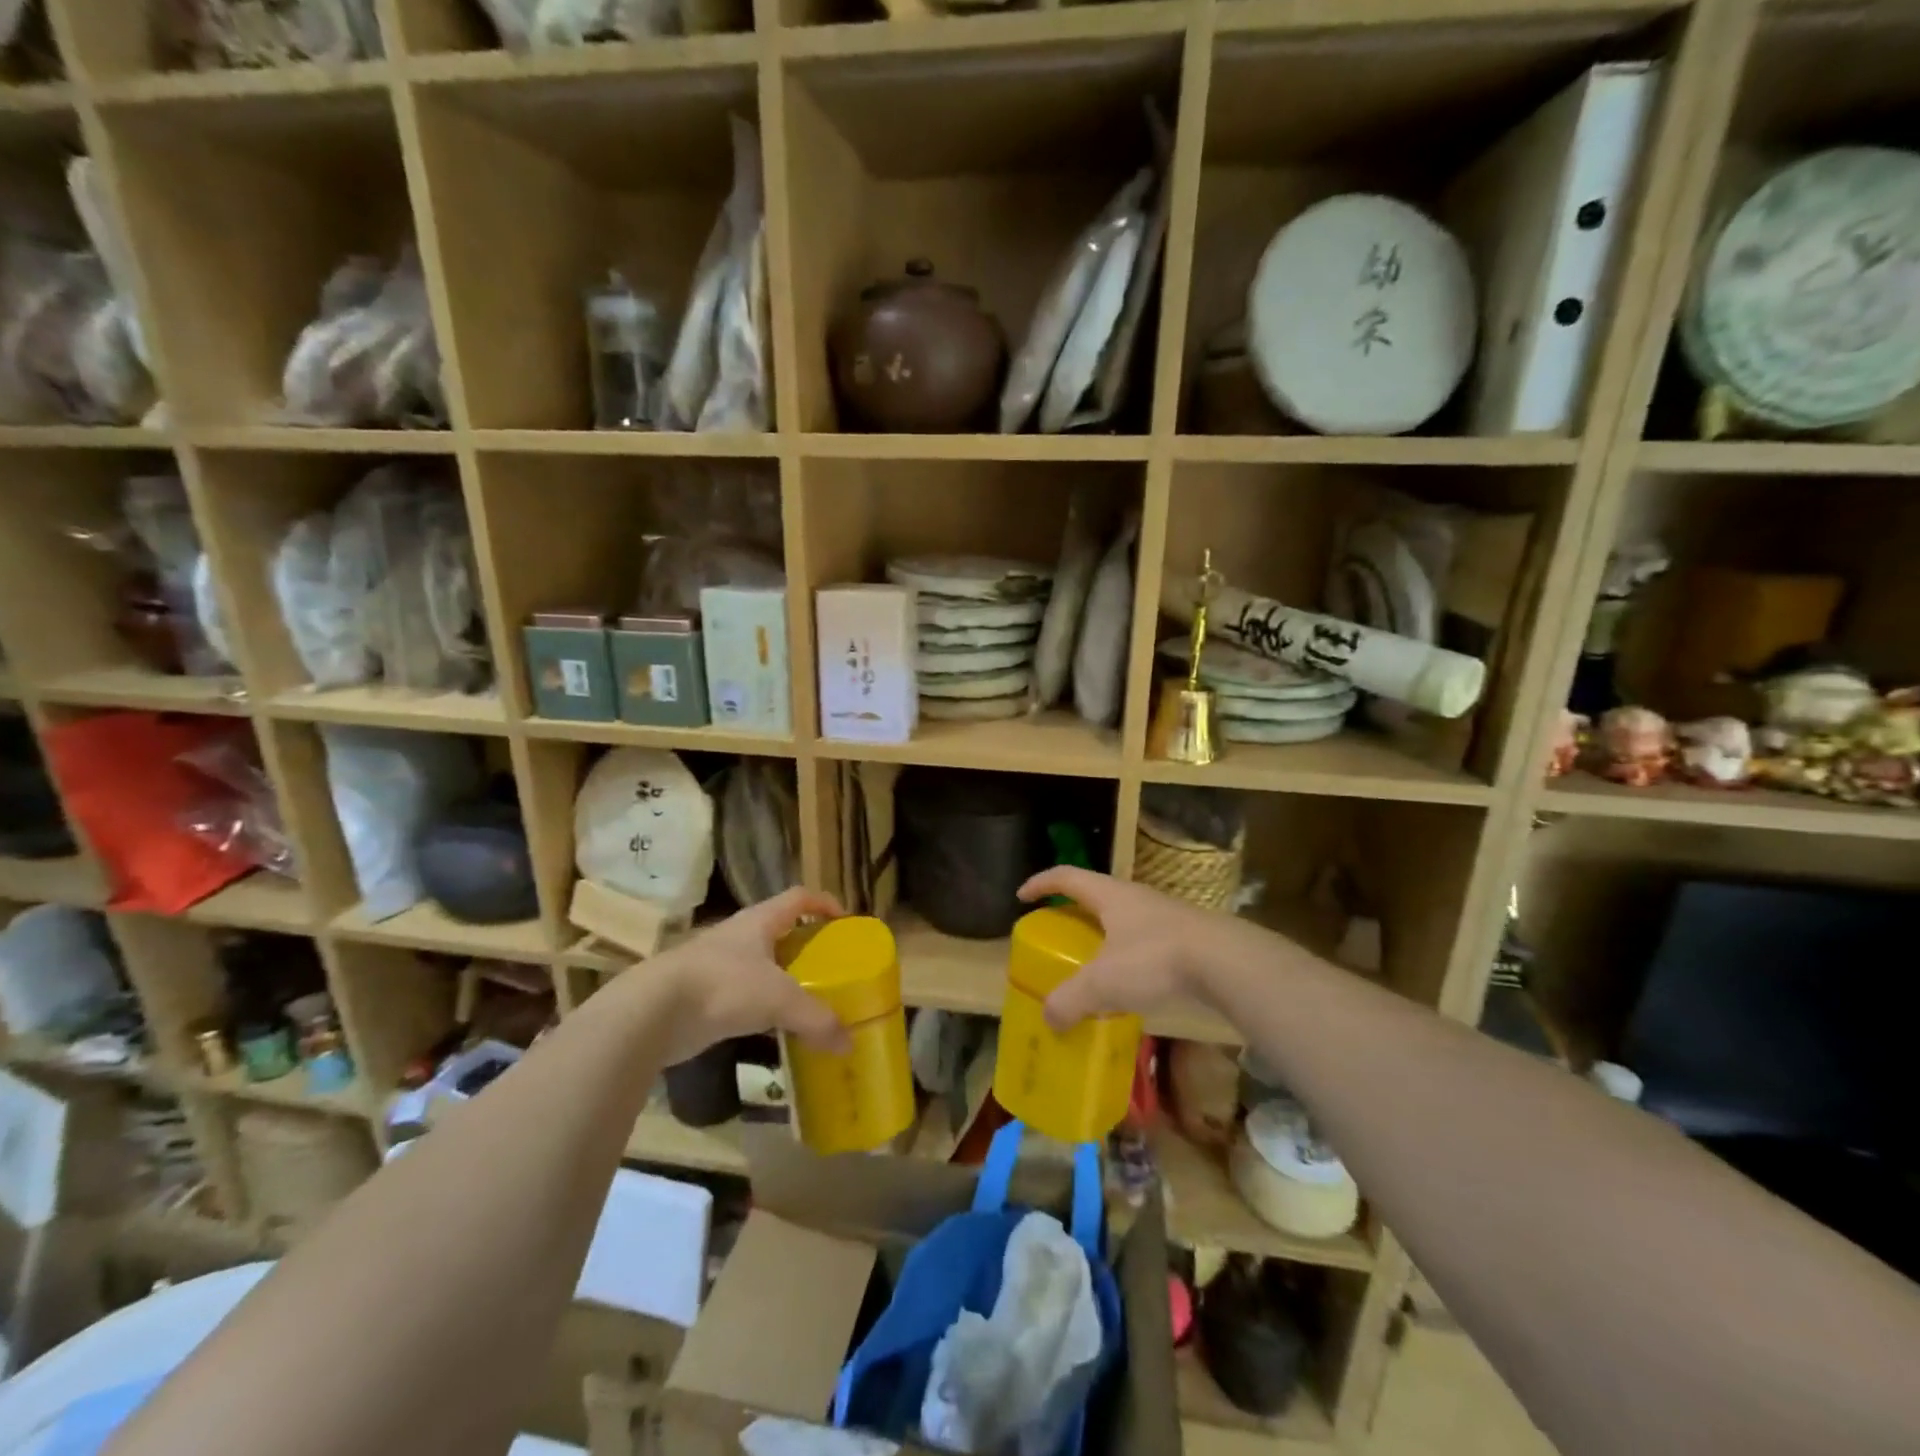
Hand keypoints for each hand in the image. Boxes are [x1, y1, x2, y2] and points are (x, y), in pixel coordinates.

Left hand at [652, 887, 853, 1063]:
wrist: (652, 1013)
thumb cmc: (723, 986)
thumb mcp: (779, 1000)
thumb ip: (816, 1019)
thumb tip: (849, 1045)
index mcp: (759, 921)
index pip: (798, 898)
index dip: (824, 904)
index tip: (845, 923)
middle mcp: (738, 937)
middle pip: (780, 932)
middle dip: (805, 948)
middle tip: (830, 969)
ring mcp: (716, 966)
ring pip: (760, 967)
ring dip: (782, 981)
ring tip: (807, 1003)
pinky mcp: (701, 996)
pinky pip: (742, 997)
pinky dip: (761, 1010)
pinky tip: (773, 1030)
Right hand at [1016, 867, 1226, 1030]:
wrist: (1225, 962)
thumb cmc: (1154, 959)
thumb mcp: (1103, 983)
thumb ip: (1070, 1000)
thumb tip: (1049, 1018)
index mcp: (1109, 896)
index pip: (1066, 877)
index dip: (1041, 884)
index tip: (1022, 896)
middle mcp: (1135, 898)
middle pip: (1095, 896)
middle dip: (1072, 912)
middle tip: (1056, 934)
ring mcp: (1164, 916)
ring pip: (1123, 920)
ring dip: (1103, 937)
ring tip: (1092, 965)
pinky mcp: (1186, 938)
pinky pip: (1145, 943)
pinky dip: (1128, 958)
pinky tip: (1131, 987)